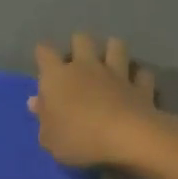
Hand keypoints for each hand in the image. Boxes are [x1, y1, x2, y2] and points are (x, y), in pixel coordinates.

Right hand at [30, 33, 177, 168]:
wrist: (126, 138)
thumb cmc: (78, 138)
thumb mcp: (50, 138)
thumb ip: (42, 118)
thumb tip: (35, 102)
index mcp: (57, 76)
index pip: (44, 52)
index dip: (43, 55)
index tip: (44, 66)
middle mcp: (86, 67)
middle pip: (81, 39)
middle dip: (79, 45)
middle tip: (78, 63)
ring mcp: (116, 73)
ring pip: (116, 46)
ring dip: (113, 51)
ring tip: (110, 63)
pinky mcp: (140, 86)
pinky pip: (142, 74)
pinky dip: (139, 77)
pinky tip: (137, 84)